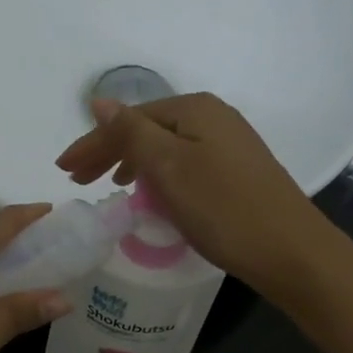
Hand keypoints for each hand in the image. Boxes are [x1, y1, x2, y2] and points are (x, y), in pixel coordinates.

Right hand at [56, 93, 329, 295]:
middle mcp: (213, 117)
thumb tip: (100, 101)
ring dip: (132, 164)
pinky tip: (152, 194)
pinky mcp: (237, 172)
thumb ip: (131, 132)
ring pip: (165, 148)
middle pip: (147, 130)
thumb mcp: (168, 167)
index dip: (92, 143)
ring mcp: (229, 144)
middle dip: (109, 152)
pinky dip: (159, 177)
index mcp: (194, 109)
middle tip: (77, 180)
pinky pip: (183, 165)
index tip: (63, 170)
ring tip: (110, 185)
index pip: (129, 120)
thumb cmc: (222, 207)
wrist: (290, 251)